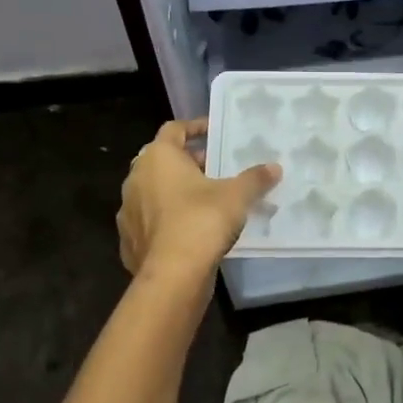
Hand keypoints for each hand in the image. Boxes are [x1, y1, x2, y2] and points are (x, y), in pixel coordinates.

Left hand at [117, 120, 280, 279]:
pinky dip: (167, 219)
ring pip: (154, 191)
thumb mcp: (237, 195)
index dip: (195, 127)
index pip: (174, 129)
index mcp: (158, 157)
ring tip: (205, 199)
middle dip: (188, 162)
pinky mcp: (129, 240)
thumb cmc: (202, 220)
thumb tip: (275, 167)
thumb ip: (255, 178)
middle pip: (162, 160)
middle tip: (215, 168)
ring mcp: (128, 211)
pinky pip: (150, 220)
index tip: (214, 132)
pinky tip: (189, 230)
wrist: (173, 275)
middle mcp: (136, 178)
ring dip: (176, 191)